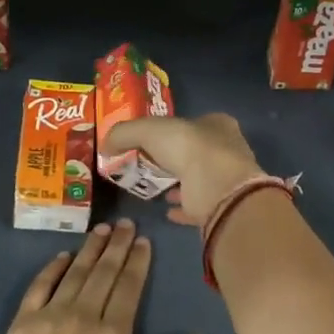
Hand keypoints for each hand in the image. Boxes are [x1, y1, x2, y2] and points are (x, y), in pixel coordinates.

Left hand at [0, 219, 206, 333]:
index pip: (129, 287)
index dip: (138, 262)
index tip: (144, 241)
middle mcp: (83, 317)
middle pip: (104, 272)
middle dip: (118, 245)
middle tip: (126, 223)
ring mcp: (49, 317)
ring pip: (75, 273)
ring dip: (90, 249)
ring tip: (102, 229)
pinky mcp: (22, 323)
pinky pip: (40, 285)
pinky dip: (53, 268)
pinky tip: (63, 255)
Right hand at [102, 113, 264, 226]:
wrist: (217, 187)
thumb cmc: (188, 147)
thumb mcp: (147, 130)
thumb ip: (124, 133)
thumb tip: (106, 144)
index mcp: (217, 124)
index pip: (193, 122)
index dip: (172, 129)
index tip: (151, 140)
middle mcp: (227, 149)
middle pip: (195, 151)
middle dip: (174, 158)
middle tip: (148, 164)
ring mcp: (226, 180)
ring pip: (198, 179)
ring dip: (178, 183)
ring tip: (155, 188)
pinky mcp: (222, 206)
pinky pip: (198, 206)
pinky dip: (183, 208)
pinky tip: (167, 211)